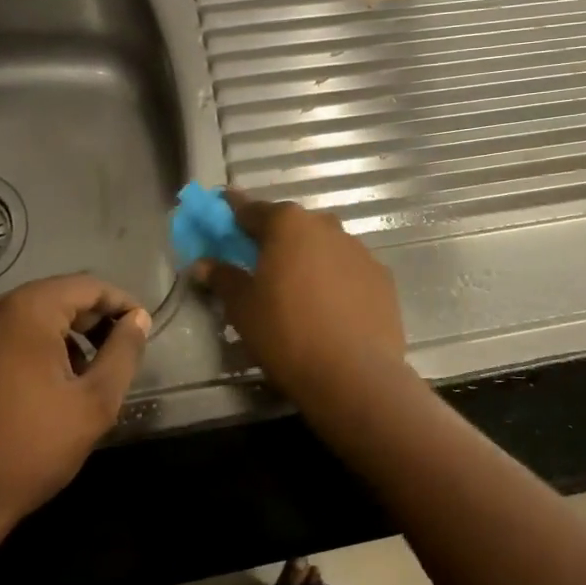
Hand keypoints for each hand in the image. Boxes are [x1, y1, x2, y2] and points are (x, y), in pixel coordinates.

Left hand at [0, 275, 150, 555]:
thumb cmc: (29, 451)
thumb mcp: (94, 403)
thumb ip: (124, 352)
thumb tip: (137, 320)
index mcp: (25, 311)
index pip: (87, 286)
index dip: (121, 304)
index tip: (140, 330)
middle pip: (53, 297)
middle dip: (90, 321)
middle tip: (115, 355)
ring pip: (24, 318)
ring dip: (58, 336)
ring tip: (78, 377)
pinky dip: (24, 351)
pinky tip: (34, 391)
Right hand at [198, 195, 407, 405]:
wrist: (354, 374)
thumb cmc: (286, 333)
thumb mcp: (242, 308)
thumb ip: (223, 278)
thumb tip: (203, 264)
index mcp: (288, 224)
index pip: (252, 210)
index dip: (233, 213)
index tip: (223, 212)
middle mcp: (326, 226)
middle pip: (292, 225)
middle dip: (274, 238)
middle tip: (259, 262)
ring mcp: (359, 251)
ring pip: (324, 246)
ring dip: (308, 259)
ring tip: (297, 291)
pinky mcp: (382, 278)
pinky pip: (348, 270)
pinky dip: (335, 280)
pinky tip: (330, 309)